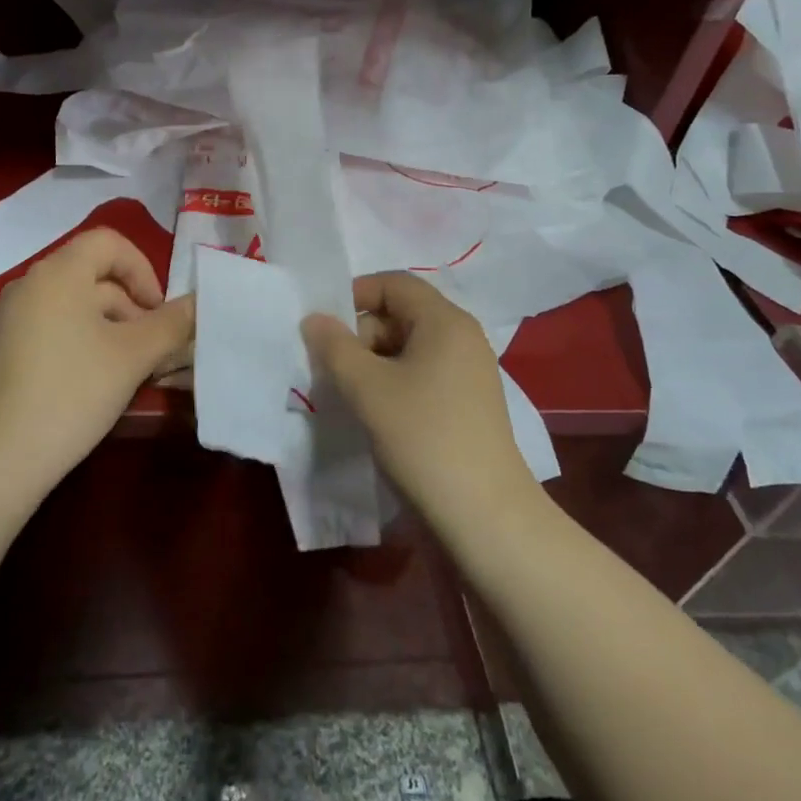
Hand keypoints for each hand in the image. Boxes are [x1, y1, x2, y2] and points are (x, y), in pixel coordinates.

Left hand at [0, 227, 193, 491]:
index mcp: (58, 273)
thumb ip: (171, 323)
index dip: (142, 269)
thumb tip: (198, 303)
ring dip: (104, 327)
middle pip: (90, 276)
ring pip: (68, 306)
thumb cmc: (73, 392)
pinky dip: (73, 343)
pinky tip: (82, 386)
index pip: (108, 242)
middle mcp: (26, 284)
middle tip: (149, 350)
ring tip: (121, 372)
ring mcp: (3, 318)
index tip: (157, 312)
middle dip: (128, 306)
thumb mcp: (133, 356)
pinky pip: (44, 329)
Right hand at [302, 273, 540, 537]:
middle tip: (334, 370)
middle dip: (361, 335)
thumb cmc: (423, 437)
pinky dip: (394, 383)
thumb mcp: (367, 388)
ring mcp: (469, 372)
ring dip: (374, 363)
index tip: (324, 328)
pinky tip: (378, 414)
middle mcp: (462, 337)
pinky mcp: (468, 403)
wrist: (485, 516)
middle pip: (401, 314)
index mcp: (445, 321)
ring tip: (352, 396)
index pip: (394, 283)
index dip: (354, 295)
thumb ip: (334, 346)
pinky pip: (423, 374)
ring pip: (409, 348)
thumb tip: (315, 319)